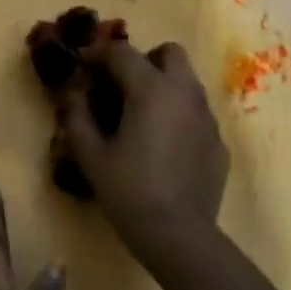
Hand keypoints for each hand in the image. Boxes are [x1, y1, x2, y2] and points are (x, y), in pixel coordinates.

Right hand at [57, 39, 227, 263]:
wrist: (179, 236)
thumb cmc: (129, 192)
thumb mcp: (91, 155)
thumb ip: (77, 116)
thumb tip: (72, 93)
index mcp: (151, 89)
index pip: (122, 53)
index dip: (97, 53)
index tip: (81, 64)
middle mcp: (185, 93)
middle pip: (169, 53)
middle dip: (144, 60)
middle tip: (120, 85)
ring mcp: (207, 117)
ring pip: (187, 82)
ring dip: (163, 85)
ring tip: (140, 115)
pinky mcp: (218, 142)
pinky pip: (197, 113)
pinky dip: (178, 114)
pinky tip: (163, 145)